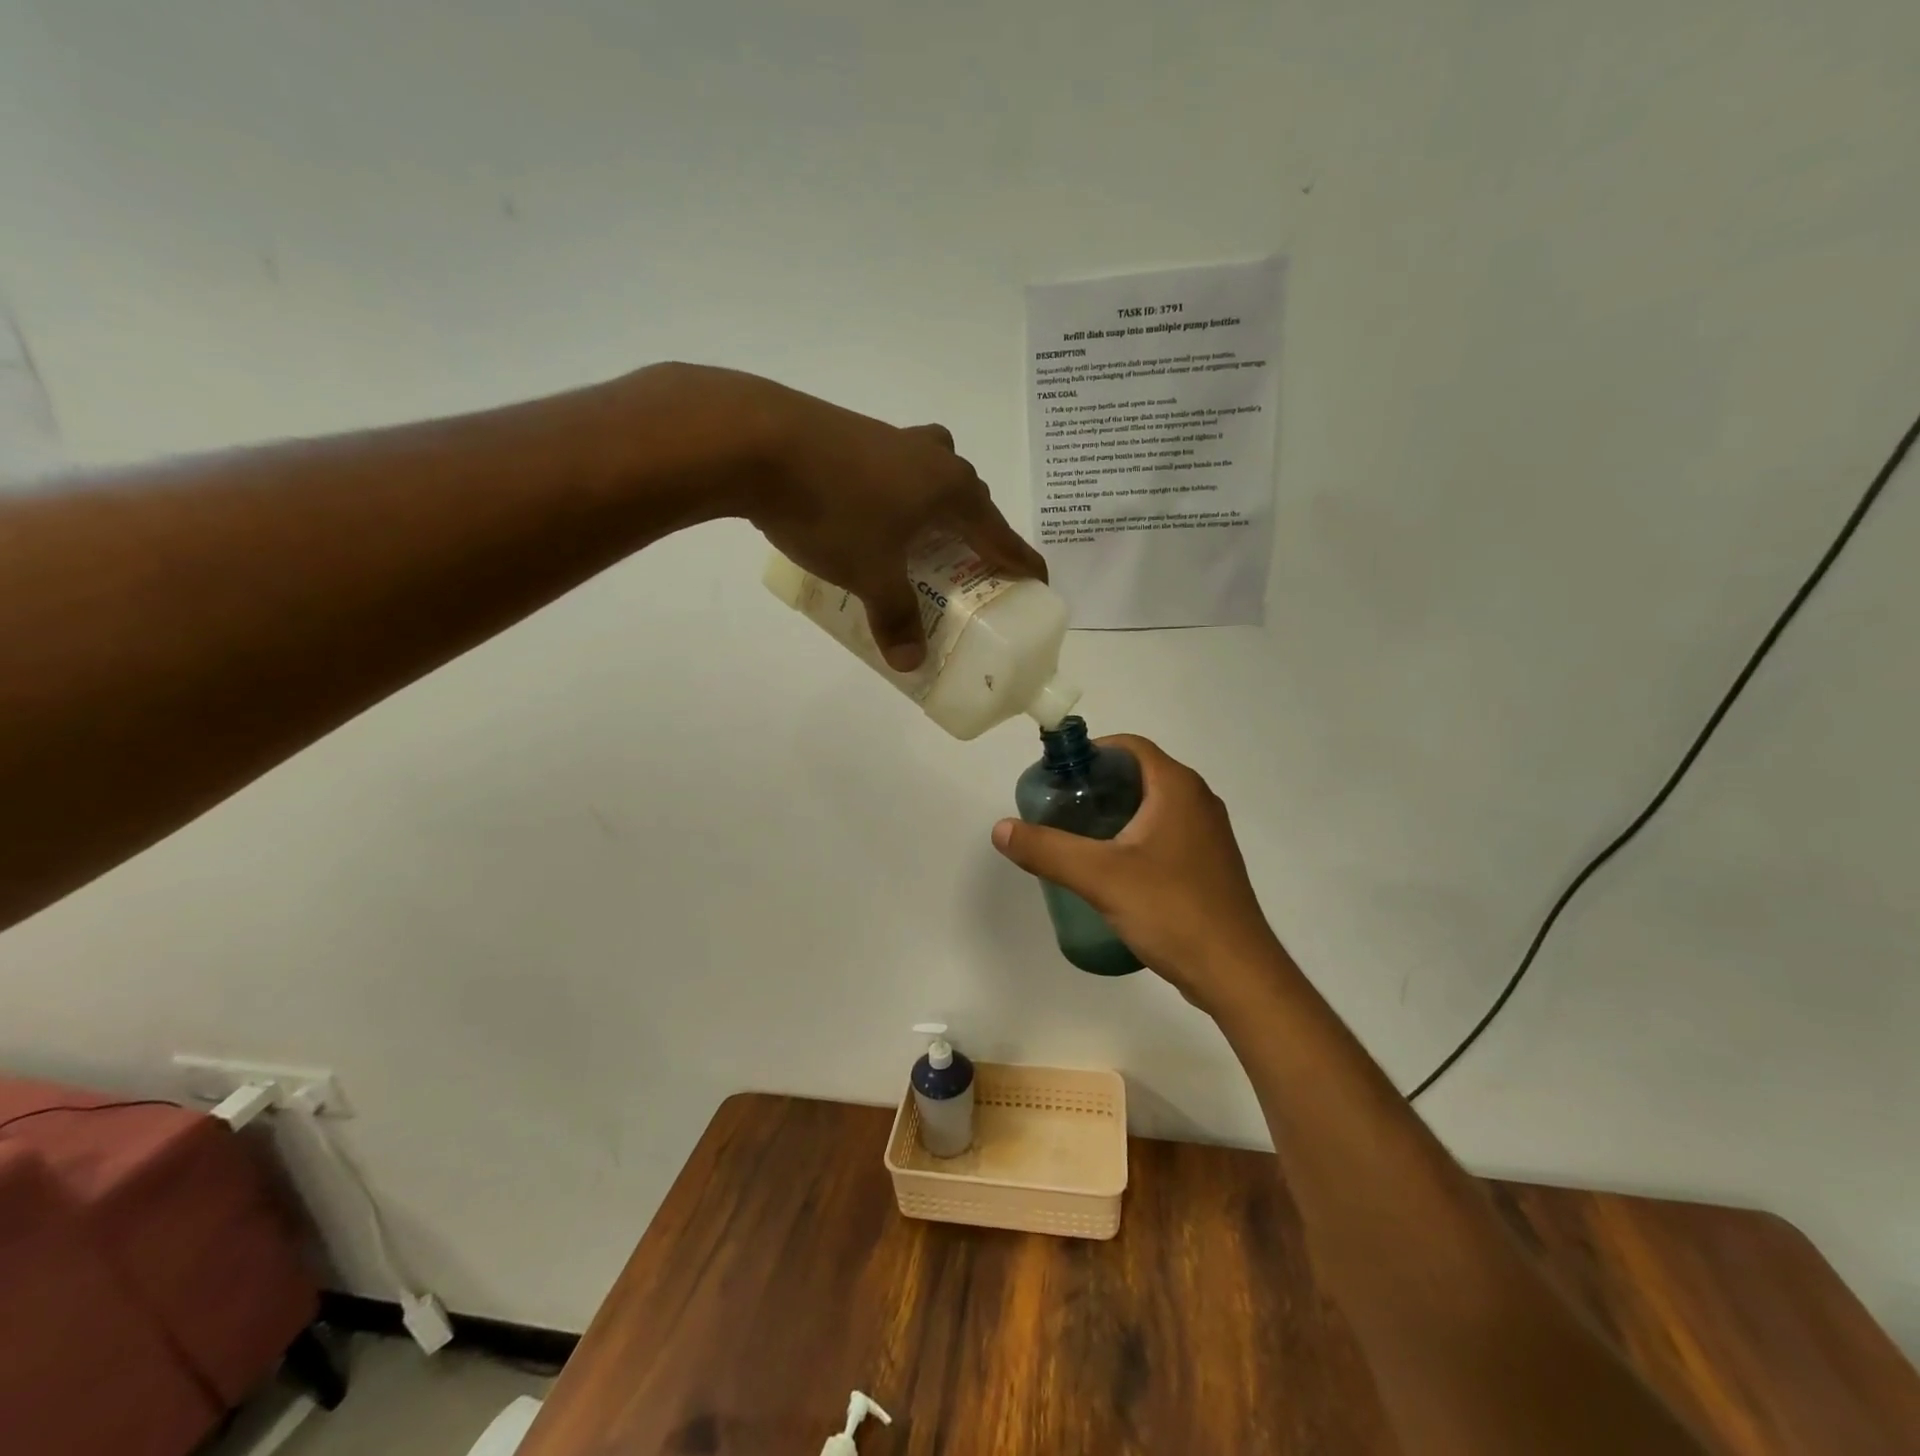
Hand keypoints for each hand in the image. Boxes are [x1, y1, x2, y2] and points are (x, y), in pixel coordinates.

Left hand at [642, 366, 1045, 669]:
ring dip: (935, 504)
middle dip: (976, 530)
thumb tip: (909, 663)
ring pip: (931, 473)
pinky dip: (896, 493)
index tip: (1037, 580)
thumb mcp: (870, 574)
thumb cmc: (833, 509)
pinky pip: (893, 468)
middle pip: (970, 496)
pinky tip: (868, 514)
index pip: (1000, 533)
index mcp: (951, 490)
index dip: (1020, 560)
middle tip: (967, 564)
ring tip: (918, 538)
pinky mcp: (853, 433)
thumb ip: (895, 618)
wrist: (756, 440)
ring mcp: (892, 438)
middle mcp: (932, 457)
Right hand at [990, 735, 1288, 1013]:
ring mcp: (1207, 835)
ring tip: (1076, 838)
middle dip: (1096, 786)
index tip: (1057, 778)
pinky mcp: (1207, 865)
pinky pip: (1163, 835)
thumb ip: (1048, 849)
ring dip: (1114, 814)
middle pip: (1138, 775)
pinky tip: (1110, 869)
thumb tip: (1001, 828)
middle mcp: (1198, 801)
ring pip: (1151, 807)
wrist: (1236, 973)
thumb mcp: (1100, 877)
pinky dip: (1133, 838)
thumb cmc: (1172, 911)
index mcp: (1177, 788)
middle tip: (1058, 810)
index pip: (1129, 747)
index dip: (1090, 753)